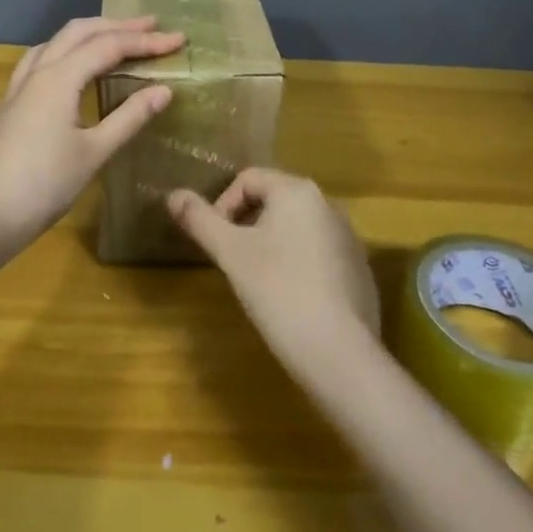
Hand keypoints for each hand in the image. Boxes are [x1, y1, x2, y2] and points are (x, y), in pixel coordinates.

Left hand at [0, 16, 183, 252]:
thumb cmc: (44, 185)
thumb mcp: (94, 152)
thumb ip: (129, 117)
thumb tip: (164, 90)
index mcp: (59, 78)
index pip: (109, 46)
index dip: (146, 41)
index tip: (179, 39)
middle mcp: (36, 72)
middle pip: (79, 31)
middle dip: (117, 25)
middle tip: (151, 25)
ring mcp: (17, 87)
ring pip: (55, 42)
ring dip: (88, 33)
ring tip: (114, 37)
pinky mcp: (8, 104)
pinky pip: (40, 60)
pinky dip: (65, 51)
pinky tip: (71, 67)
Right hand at [168, 168, 379, 366]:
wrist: (339, 352)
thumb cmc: (278, 291)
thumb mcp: (231, 254)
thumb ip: (200, 220)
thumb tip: (173, 195)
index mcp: (298, 191)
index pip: (249, 179)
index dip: (223, 205)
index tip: (215, 242)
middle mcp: (328, 204)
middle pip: (274, 200)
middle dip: (247, 224)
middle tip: (233, 260)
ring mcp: (348, 236)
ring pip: (296, 226)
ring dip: (271, 243)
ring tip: (258, 280)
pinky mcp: (359, 268)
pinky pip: (318, 251)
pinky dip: (297, 263)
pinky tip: (290, 297)